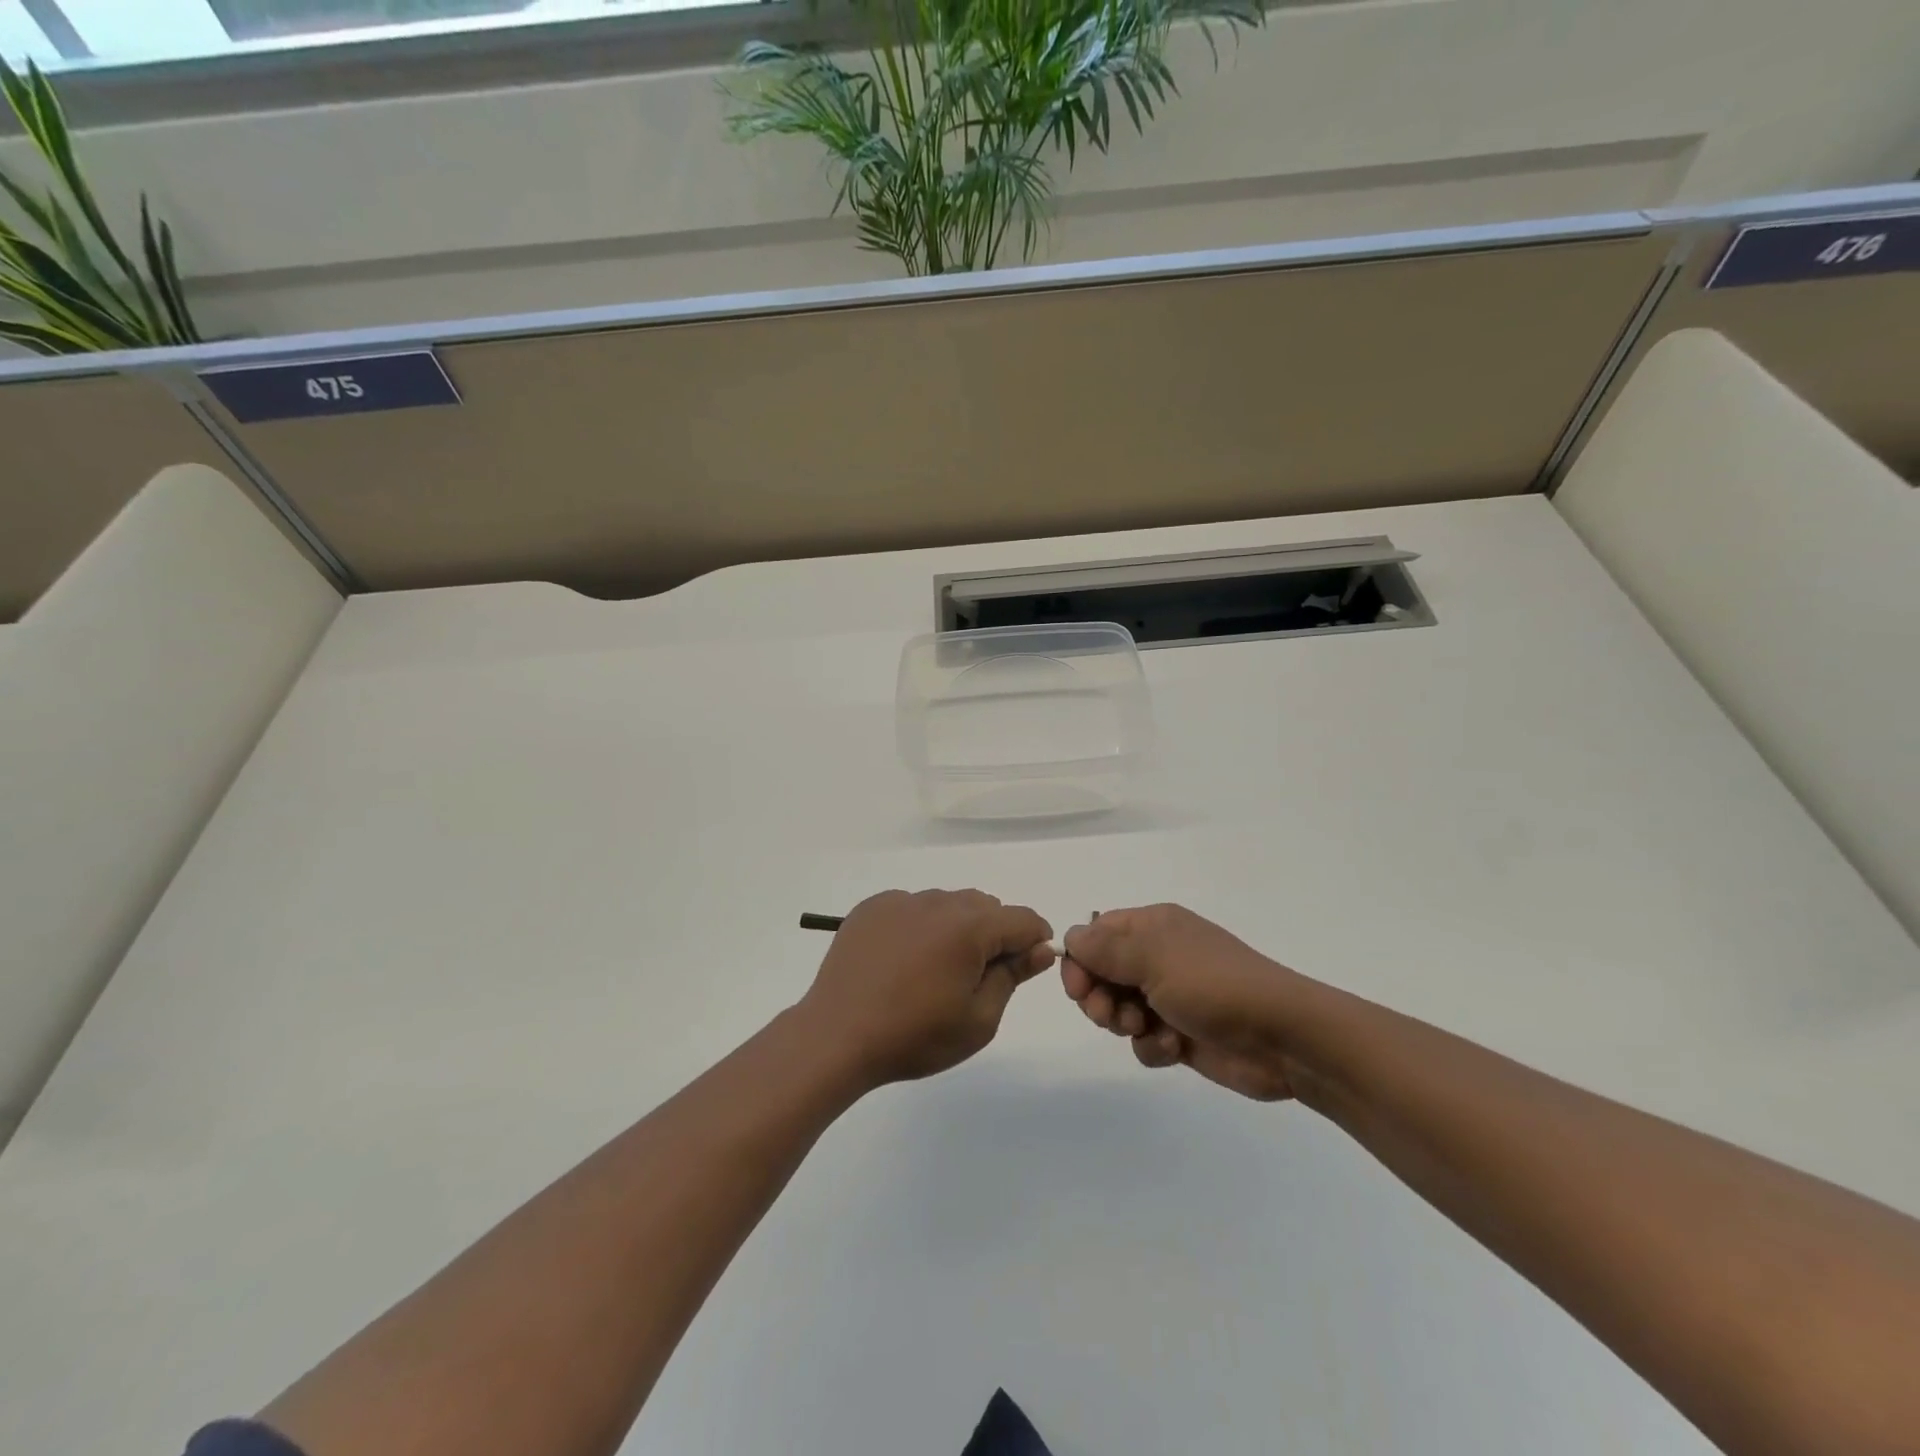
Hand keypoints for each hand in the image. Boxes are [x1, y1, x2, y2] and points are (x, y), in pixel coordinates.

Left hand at [799, 889, 1054, 1088]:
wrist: (837, 1036)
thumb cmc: (915, 1035)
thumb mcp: (979, 1019)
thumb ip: (1013, 976)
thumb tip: (1040, 949)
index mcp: (969, 927)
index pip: (1022, 919)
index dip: (1035, 940)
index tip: (1028, 966)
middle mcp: (937, 902)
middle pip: (984, 906)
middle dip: (993, 934)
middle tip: (976, 978)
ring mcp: (900, 901)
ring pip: (947, 904)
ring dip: (955, 928)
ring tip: (934, 971)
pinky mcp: (872, 908)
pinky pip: (912, 907)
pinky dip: (920, 926)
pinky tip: (903, 962)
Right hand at [1062, 904, 1304, 1100]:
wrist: (1283, 1037)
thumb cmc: (1213, 985)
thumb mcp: (1153, 957)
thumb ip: (1104, 948)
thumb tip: (1070, 938)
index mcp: (1152, 927)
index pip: (1096, 935)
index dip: (1080, 962)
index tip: (1079, 990)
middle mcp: (1158, 957)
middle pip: (1103, 974)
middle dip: (1099, 998)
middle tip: (1110, 1016)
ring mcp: (1170, 997)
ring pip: (1120, 1010)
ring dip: (1125, 1023)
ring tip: (1145, 1029)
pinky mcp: (1181, 1034)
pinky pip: (1145, 1040)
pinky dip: (1153, 1046)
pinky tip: (1174, 1048)